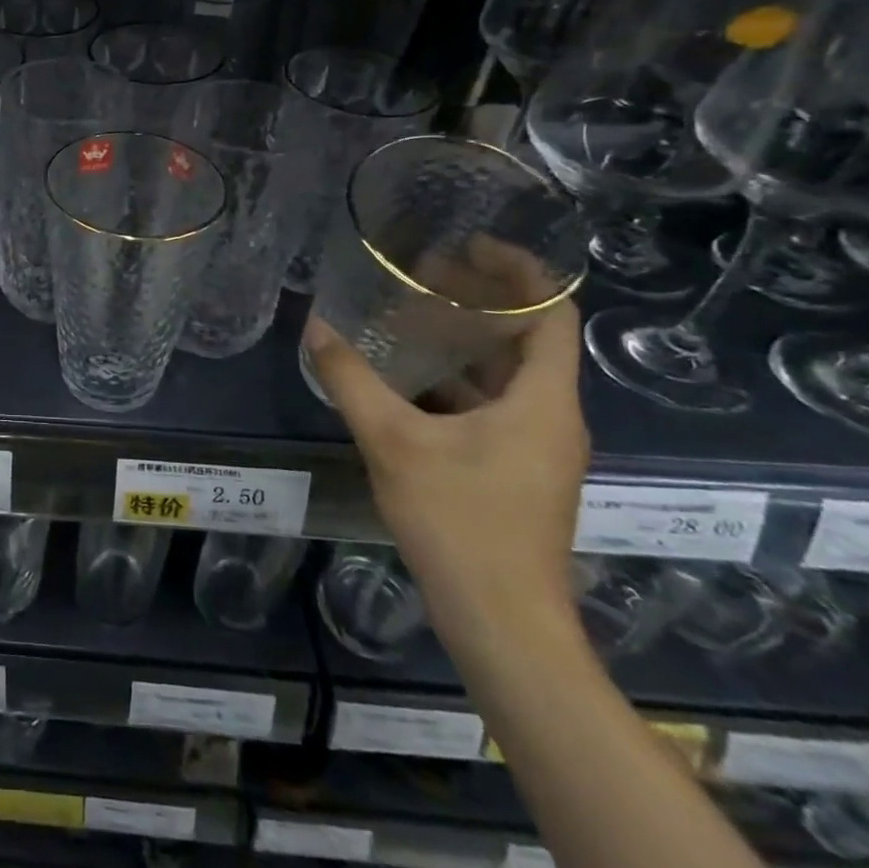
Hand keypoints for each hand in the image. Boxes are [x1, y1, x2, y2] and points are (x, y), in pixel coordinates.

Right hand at [303, 299, 588, 654]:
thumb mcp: (393, 441)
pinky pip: (492, 407)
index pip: (553, 314)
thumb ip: (351, 379)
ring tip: (411, 316)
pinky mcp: (516, 472)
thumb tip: (316, 326)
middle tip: (425, 274)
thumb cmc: (460, 522)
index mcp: (542, 401)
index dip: (521, 271)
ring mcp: (536, 448)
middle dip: (481, 301)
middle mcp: (551, 417)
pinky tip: (408, 380)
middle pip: (528, 340)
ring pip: (507, 376)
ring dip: (466, 343)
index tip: (470, 245)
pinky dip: (457, 382)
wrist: (502, 621)